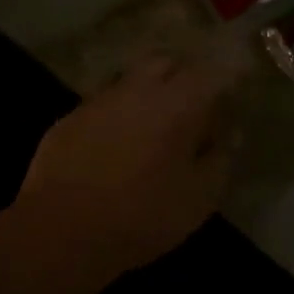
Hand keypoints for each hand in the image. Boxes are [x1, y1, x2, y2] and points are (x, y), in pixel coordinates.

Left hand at [16, 45, 247, 281]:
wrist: (60, 232)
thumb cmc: (142, 215)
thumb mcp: (199, 198)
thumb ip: (219, 161)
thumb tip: (228, 137)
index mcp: (178, 103)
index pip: (210, 72)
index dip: (226, 77)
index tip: (233, 90)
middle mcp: (139, 89)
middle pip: (166, 61)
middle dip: (182, 74)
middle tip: (192, 103)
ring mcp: (100, 100)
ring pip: (131, 79)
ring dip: (147, 92)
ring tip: (152, 123)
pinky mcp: (70, 118)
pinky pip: (102, 104)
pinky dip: (116, 115)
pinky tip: (115, 144)